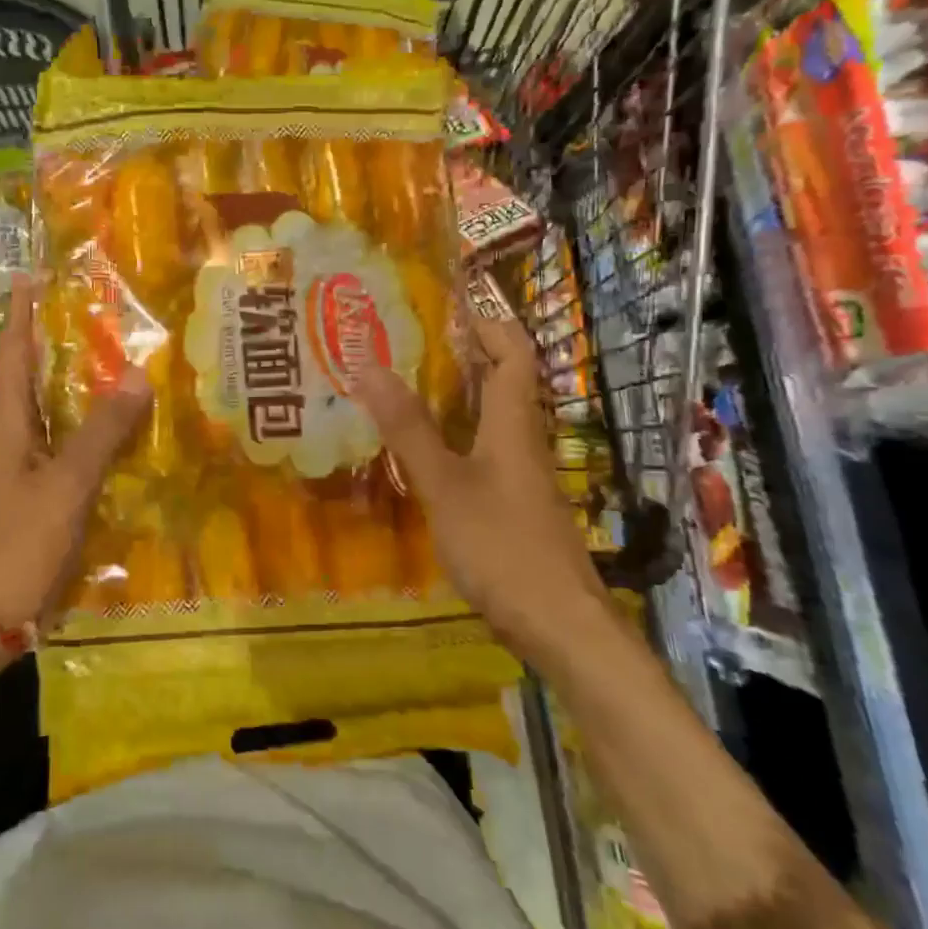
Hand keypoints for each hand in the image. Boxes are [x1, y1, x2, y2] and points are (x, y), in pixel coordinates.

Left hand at [0, 277, 150, 649]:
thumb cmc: (15, 544)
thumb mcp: (64, 485)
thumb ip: (101, 432)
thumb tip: (137, 374)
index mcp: (5, 423)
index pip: (13, 352)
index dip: (23, 313)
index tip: (33, 274)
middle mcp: (8, 437)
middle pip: (33, 377)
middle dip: (60, 342)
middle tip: (100, 312)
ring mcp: (19, 468)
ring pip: (52, 413)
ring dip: (78, 387)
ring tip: (120, 362)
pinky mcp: (32, 495)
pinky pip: (63, 447)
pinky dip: (88, 431)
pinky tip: (120, 433)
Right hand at [354, 314, 604, 658]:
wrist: (560, 625)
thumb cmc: (502, 546)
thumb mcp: (444, 484)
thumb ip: (407, 428)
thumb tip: (368, 365)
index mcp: (513, 424)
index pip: (514, 354)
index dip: (489, 322)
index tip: (450, 303)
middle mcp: (522, 442)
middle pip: (503, 382)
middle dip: (464, 354)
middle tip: (408, 340)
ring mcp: (520, 477)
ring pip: (490, 419)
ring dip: (455, 396)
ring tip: (403, 385)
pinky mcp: (513, 506)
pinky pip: (482, 452)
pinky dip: (454, 436)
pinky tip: (422, 451)